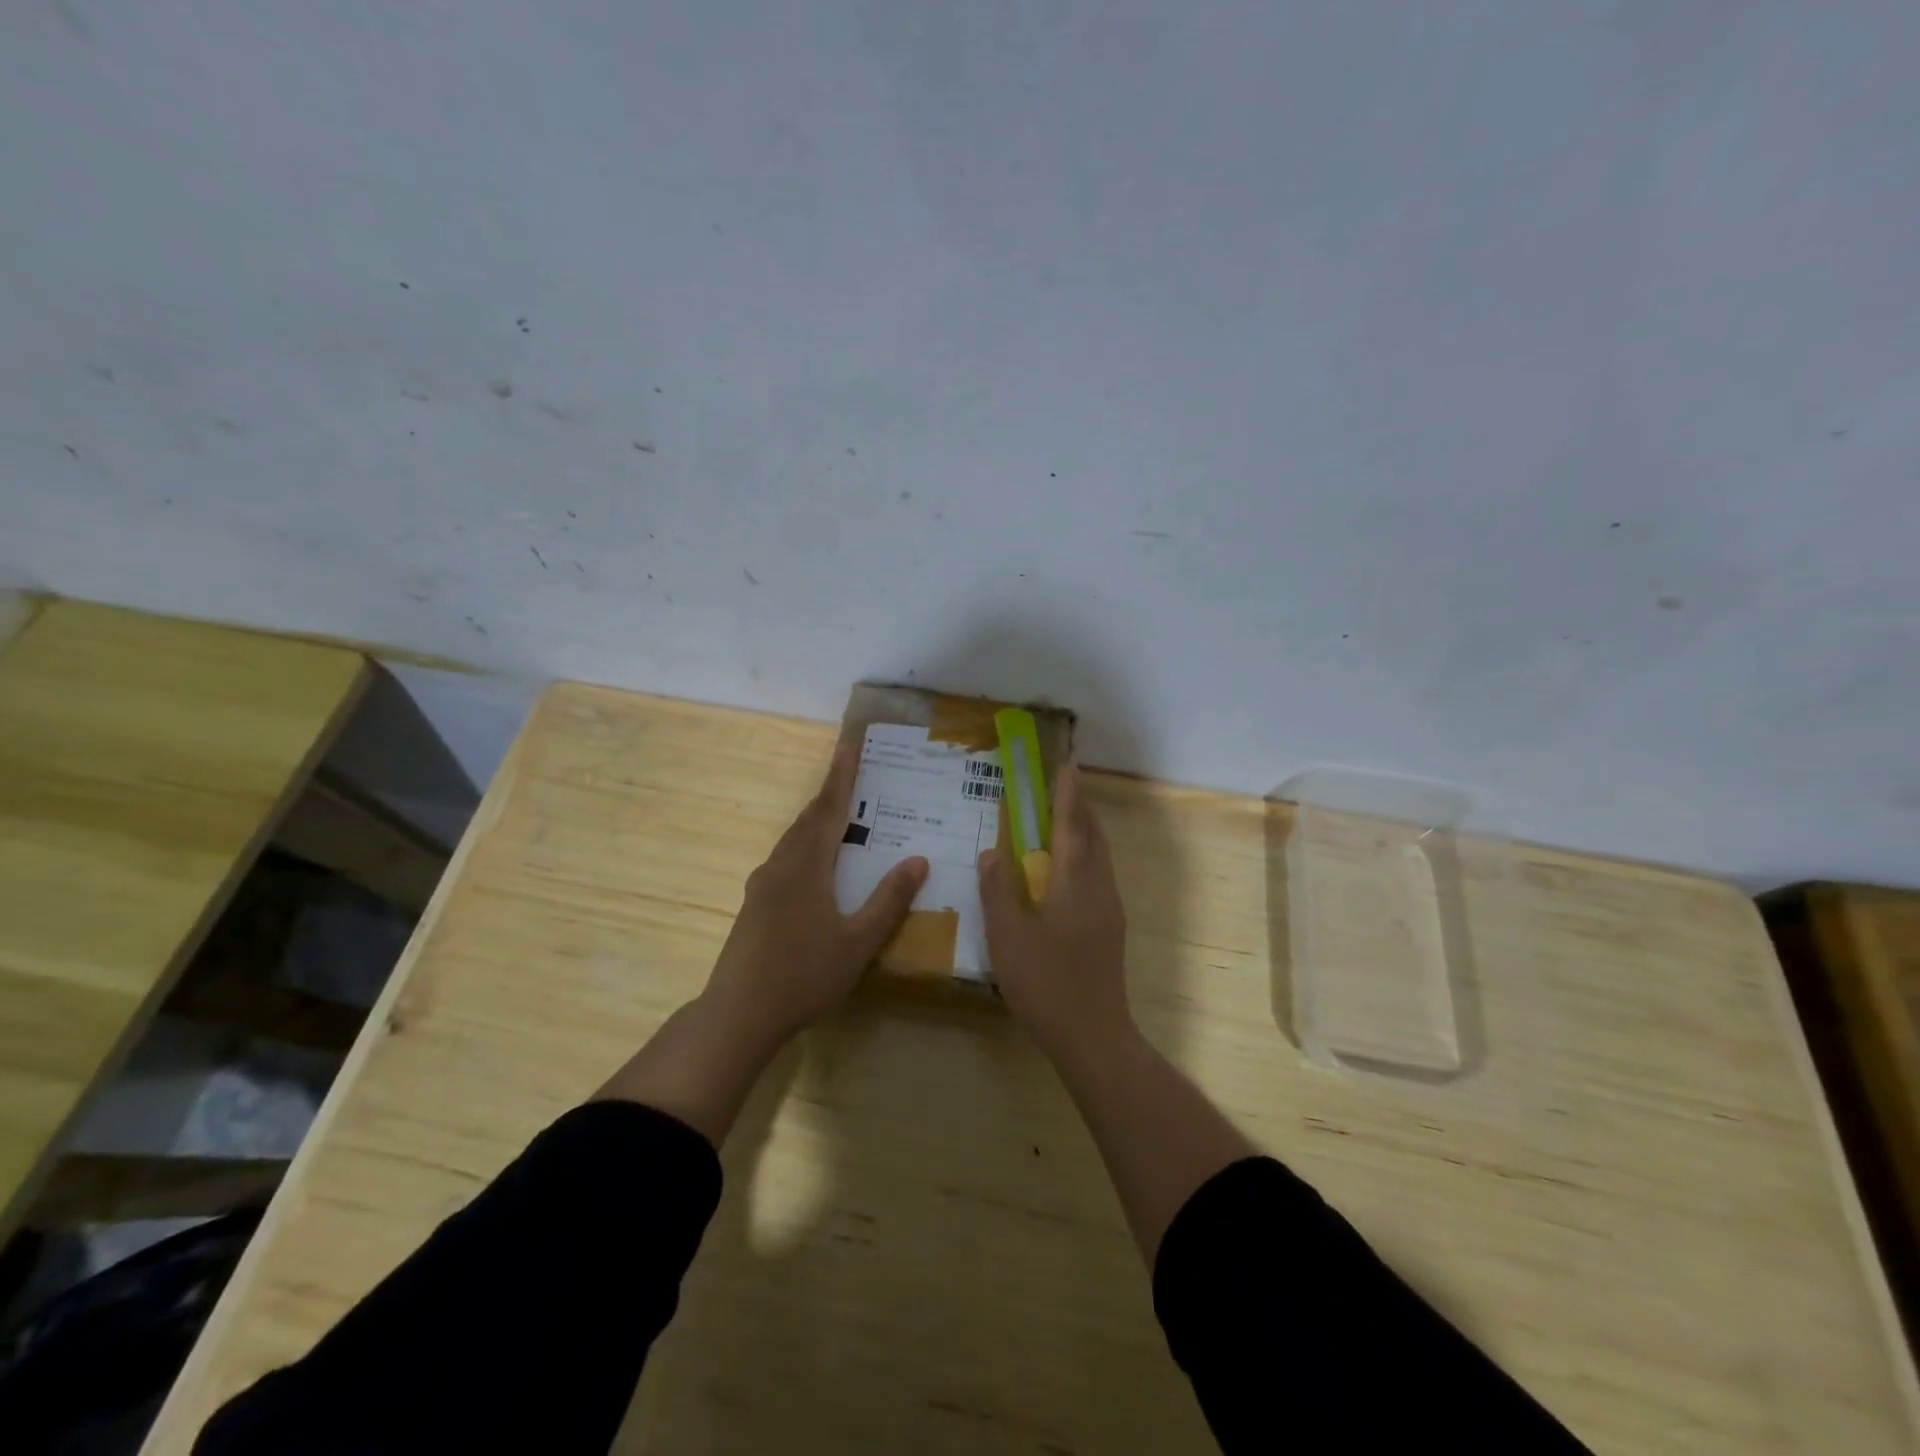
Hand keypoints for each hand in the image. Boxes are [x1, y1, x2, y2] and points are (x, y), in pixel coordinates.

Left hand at [701, 743, 928, 1047]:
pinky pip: (786, 859)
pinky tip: (817, 866)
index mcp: (806, 866)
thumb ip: (889, 900)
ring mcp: (762, 885)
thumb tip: (918, 860)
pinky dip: (807, 846)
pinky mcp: (755, 905)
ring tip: (841, 815)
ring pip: (794, 840)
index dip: (842, 777)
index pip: (829, 809)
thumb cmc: (804, 975)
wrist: (738, 1014)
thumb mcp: (859, 941)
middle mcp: (781, 865)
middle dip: (831, 794)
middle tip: (853, 774)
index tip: (849, 745)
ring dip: (817, 821)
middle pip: (808, 819)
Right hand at [978, 761, 1132, 1061]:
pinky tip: (1065, 872)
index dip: (1067, 793)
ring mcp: (1109, 910)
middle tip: (1062, 786)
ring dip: (1084, 831)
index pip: (1072, 825)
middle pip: (1093, 836)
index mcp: (1075, 882)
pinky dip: (1084, 856)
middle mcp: (1098, 888)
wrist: (1093, 1035)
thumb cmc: (1047, 983)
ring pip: (1099, 857)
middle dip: (1079, 807)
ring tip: (1062, 820)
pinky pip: (1098, 876)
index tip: (1065, 764)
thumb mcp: (1008, 935)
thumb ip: (999, 889)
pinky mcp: (1109, 929)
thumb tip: (993, 851)